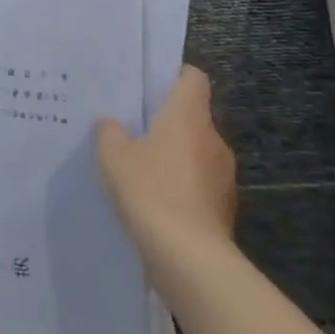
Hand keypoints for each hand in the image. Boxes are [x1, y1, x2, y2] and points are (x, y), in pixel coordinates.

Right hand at [95, 67, 237, 256]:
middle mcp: (213, 139)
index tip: (152, 84)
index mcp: (189, 116)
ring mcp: (224, 177)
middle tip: (135, 128)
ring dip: (176, 158)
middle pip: (194, 117)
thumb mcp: (113, 155)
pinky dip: (182, 189)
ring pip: (198, 153)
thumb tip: (112, 124)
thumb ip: (109, 132)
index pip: (193, 78)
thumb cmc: (150, 189)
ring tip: (142, 169)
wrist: (188, 257)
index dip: (174, 75)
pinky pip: (200, 186)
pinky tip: (156, 203)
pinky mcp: (224, 210)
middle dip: (169, 122)